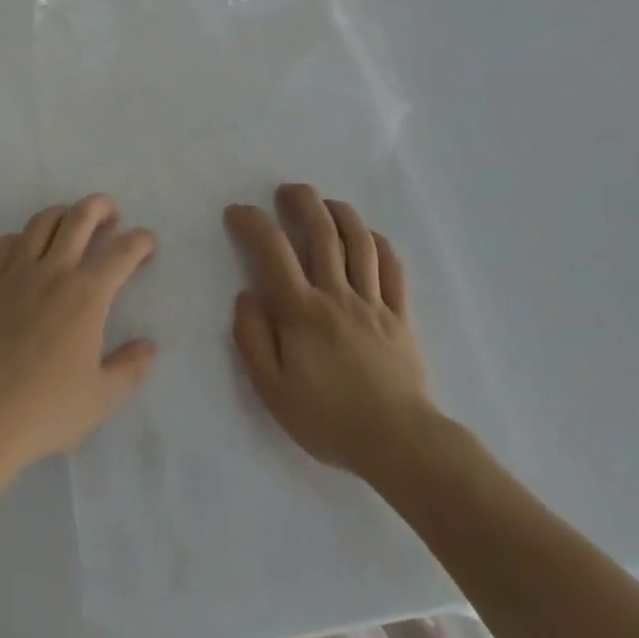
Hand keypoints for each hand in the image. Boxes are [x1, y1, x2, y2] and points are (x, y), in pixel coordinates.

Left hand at [0, 194, 157, 480]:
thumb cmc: (46, 408)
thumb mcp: (101, 398)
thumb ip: (130, 368)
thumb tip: (149, 346)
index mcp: (87, 294)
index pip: (122, 250)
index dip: (141, 240)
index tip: (147, 246)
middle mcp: (54, 270)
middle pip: (81, 216)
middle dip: (102, 207)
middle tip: (111, 217)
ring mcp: (16, 270)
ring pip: (42, 221)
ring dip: (64, 214)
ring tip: (71, 225)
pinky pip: (4, 242)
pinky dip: (20, 238)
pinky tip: (25, 251)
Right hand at [225, 184, 438, 482]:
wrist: (400, 446)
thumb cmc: (329, 420)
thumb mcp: (272, 390)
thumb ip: (252, 338)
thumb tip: (245, 295)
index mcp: (302, 311)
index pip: (273, 250)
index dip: (252, 222)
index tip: (237, 212)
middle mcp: (337, 294)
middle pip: (321, 231)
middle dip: (301, 201)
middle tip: (285, 191)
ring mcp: (373, 302)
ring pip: (359, 241)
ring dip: (339, 213)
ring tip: (324, 203)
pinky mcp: (401, 315)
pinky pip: (393, 268)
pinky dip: (379, 243)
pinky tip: (367, 235)